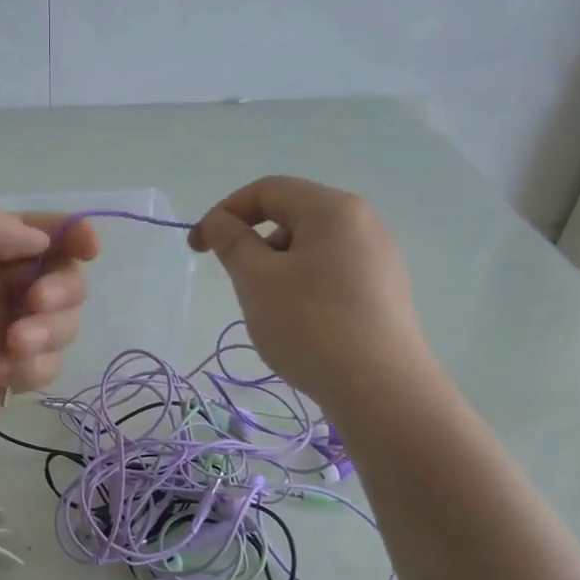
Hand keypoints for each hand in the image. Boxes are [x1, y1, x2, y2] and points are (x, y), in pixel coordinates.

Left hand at [0, 206, 98, 476]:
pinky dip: (31, 368)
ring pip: (59, 323)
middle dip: (59, 288)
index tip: (89, 248)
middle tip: (35, 305)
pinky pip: (45, 365)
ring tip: (7, 349)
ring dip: (47, 331)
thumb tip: (38, 238)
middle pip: (56, 276)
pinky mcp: (1, 380)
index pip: (29, 233)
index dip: (67, 234)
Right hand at [188, 176, 431, 415]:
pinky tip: (301, 325)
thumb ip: (232, 242)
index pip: (267, 191)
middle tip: (238, 284)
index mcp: (332, 208)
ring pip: (310, 249)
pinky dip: (303, 287)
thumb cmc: (310, 325)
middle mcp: (362, 222)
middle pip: (291, 217)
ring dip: (276, 269)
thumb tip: (220, 221)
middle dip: (253, 243)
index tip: (197, 248)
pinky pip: (330, 274)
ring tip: (271, 311)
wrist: (379, 388)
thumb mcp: (257, 280)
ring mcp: (378, 258)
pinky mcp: (383, 291)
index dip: (224, 212)